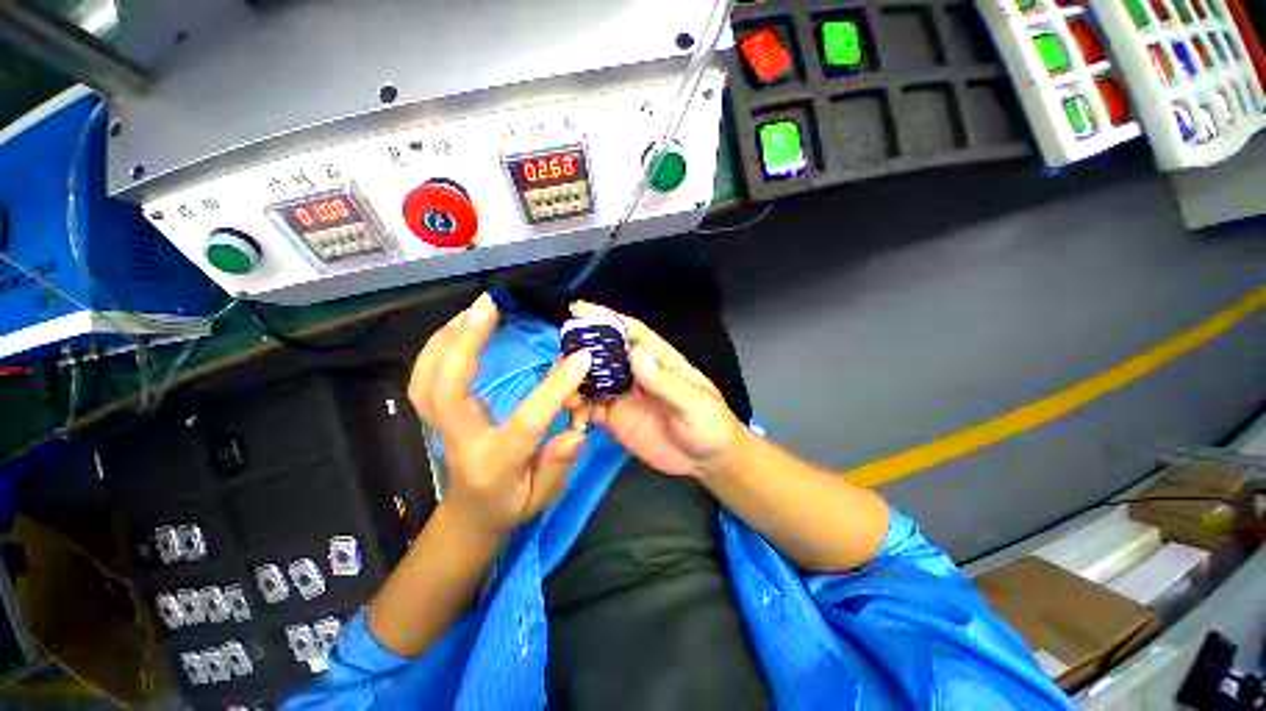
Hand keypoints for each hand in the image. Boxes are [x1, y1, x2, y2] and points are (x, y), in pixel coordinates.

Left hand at [409, 293, 592, 535]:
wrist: (470, 515)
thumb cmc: (510, 505)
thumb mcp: (542, 498)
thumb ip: (557, 467)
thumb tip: (575, 432)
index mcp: (494, 462)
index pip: (526, 421)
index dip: (555, 388)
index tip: (581, 358)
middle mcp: (460, 440)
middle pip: (446, 389)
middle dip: (465, 343)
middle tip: (490, 306)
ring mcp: (440, 426)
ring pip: (426, 378)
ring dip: (446, 338)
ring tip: (474, 309)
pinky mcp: (435, 415)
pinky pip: (424, 377)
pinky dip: (436, 347)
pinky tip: (457, 327)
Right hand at [569, 302, 742, 477]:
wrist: (707, 460)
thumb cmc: (709, 425)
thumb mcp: (695, 403)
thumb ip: (667, 382)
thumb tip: (635, 354)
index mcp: (658, 360)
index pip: (632, 333)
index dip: (607, 318)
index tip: (579, 309)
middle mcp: (637, 373)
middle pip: (605, 354)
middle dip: (582, 351)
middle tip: (559, 358)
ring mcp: (624, 395)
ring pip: (592, 380)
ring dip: (574, 381)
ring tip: (558, 389)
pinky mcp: (615, 418)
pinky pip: (590, 408)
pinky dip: (577, 409)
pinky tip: (571, 416)